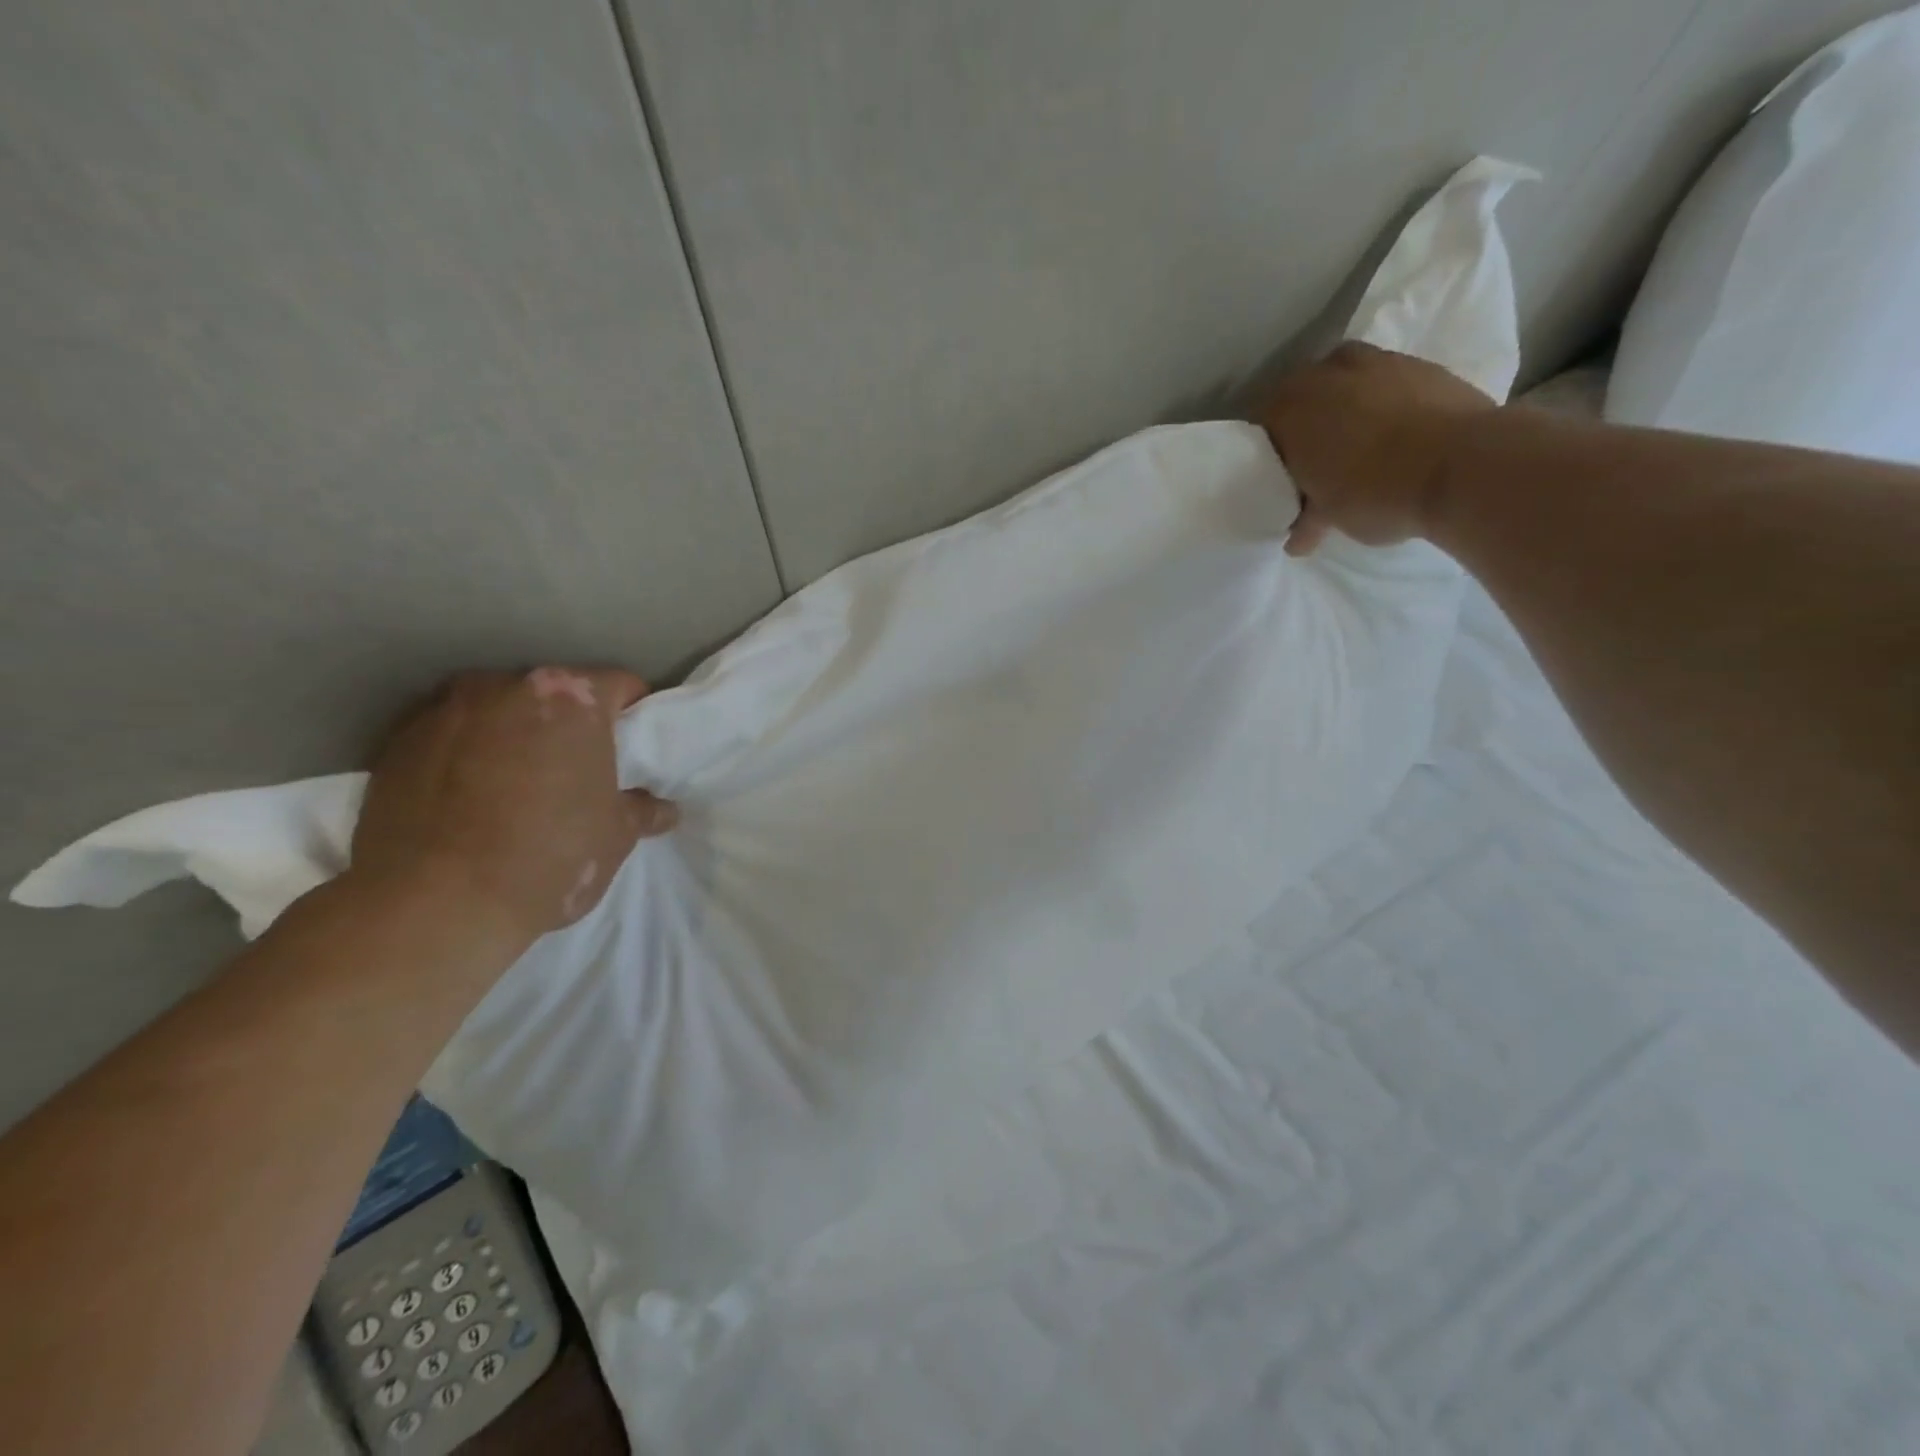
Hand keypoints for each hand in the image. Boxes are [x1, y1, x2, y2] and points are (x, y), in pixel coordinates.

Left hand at [351, 668, 676, 947]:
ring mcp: (443, 710)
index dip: (634, 715)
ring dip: (512, 736)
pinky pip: (448, 737)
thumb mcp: (616, 837)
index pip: (620, 686)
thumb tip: (662, 809)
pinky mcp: (395, 743)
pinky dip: (463, 756)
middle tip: (577, 770)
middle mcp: (505, 687)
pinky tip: (468, 801)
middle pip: (553, 694)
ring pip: (496, 711)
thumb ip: (642, 811)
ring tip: (515, 785)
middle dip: (567, 725)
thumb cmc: (548, 857)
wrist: (433, 905)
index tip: (633, 748)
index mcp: (571, 698)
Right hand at [1258, 341, 1494, 555]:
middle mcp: (1325, 375)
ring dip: (1344, 403)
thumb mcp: (1330, 517)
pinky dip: (1383, 400)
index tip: (1279, 477)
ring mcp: (1378, 362)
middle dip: (1304, 421)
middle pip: (1302, 394)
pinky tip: (1394, 430)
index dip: (1269, 453)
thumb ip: (1309, 521)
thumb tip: (1297, 541)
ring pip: (1345, 378)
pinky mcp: (1422, 364)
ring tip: (1356, 439)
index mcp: (1289, 411)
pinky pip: (1387, 380)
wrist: (1462, 466)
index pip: (1262, 427)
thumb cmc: (1375, 492)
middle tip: (1313, 458)